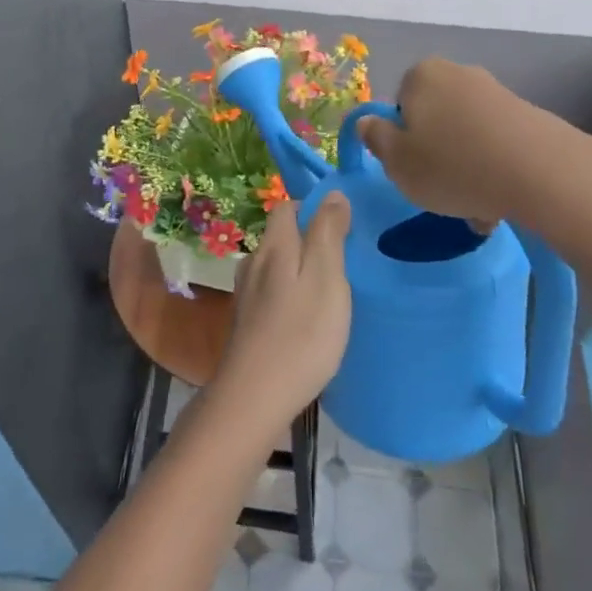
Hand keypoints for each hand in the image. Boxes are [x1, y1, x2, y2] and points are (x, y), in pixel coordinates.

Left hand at [212, 196, 352, 429]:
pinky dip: (290, 293)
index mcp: (274, 247)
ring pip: (275, 265)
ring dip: (300, 268)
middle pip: (280, 236)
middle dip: (309, 238)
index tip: (343, 224)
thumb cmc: (301, 335)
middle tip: (345, 258)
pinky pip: (272, 292)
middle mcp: (254, 263)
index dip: (313, 207)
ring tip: (330, 287)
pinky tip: (307, 316)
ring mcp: (246, 294)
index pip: (286, 208)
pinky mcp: (247, 322)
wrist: (255, 397)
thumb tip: (333, 193)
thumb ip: (328, 233)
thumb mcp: (326, 277)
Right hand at [355, 57, 548, 222]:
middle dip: (436, 153)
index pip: (399, 106)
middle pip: (435, 120)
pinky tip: (499, 201)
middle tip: (440, 191)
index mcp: (422, 76)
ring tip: (475, 208)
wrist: (542, 173)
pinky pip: (496, 145)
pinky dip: (493, 169)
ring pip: (466, 136)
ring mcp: (497, 93)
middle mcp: (459, 74)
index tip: (411, 169)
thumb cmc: (453, 165)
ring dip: (465, 168)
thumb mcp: (397, 162)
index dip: (402, 140)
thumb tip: (367, 122)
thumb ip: (376, 139)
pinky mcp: (529, 116)